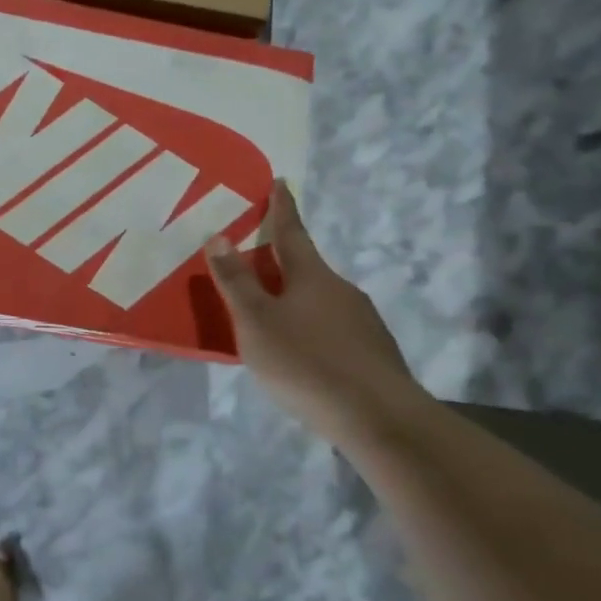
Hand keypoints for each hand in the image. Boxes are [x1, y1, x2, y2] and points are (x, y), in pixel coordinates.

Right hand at [205, 181, 421, 438]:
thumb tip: (219, 236)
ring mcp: (363, 322)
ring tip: (272, 321)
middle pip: (306, 268)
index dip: (282, 207)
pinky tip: (302, 356)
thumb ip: (236, 281)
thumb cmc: (307, 362)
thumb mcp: (256, 322)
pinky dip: (312, 331)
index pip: (291, 231)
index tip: (280, 181)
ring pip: (320, 301)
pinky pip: (333, 330)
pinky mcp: (373, 353)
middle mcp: (341, 289)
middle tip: (256, 265)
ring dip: (296, 302)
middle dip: (282, 263)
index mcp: (311, 275)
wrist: (381, 419)